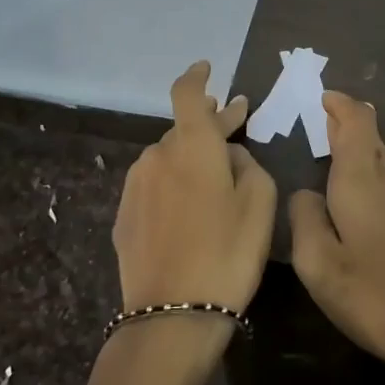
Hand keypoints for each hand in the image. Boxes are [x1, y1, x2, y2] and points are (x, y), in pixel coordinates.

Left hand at [112, 61, 275, 314]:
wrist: (172, 315)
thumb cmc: (228, 252)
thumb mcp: (260, 203)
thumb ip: (248, 164)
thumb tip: (229, 155)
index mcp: (191, 145)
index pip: (187, 94)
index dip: (197, 77)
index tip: (207, 69)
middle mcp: (156, 156)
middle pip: (182, 129)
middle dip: (209, 124)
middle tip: (236, 122)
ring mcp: (135, 187)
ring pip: (168, 158)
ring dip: (191, 156)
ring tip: (215, 171)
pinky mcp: (124, 216)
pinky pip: (154, 185)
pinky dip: (174, 183)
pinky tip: (190, 204)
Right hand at [287, 92, 384, 382]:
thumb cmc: (377, 298)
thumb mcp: (320, 265)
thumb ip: (305, 220)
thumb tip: (306, 193)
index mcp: (361, 181)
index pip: (355, 123)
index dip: (340, 105)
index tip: (324, 97)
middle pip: (371, 138)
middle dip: (348, 125)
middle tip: (324, 121)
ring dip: (365, 149)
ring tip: (342, 152)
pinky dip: (380, 173)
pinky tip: (376, 190)